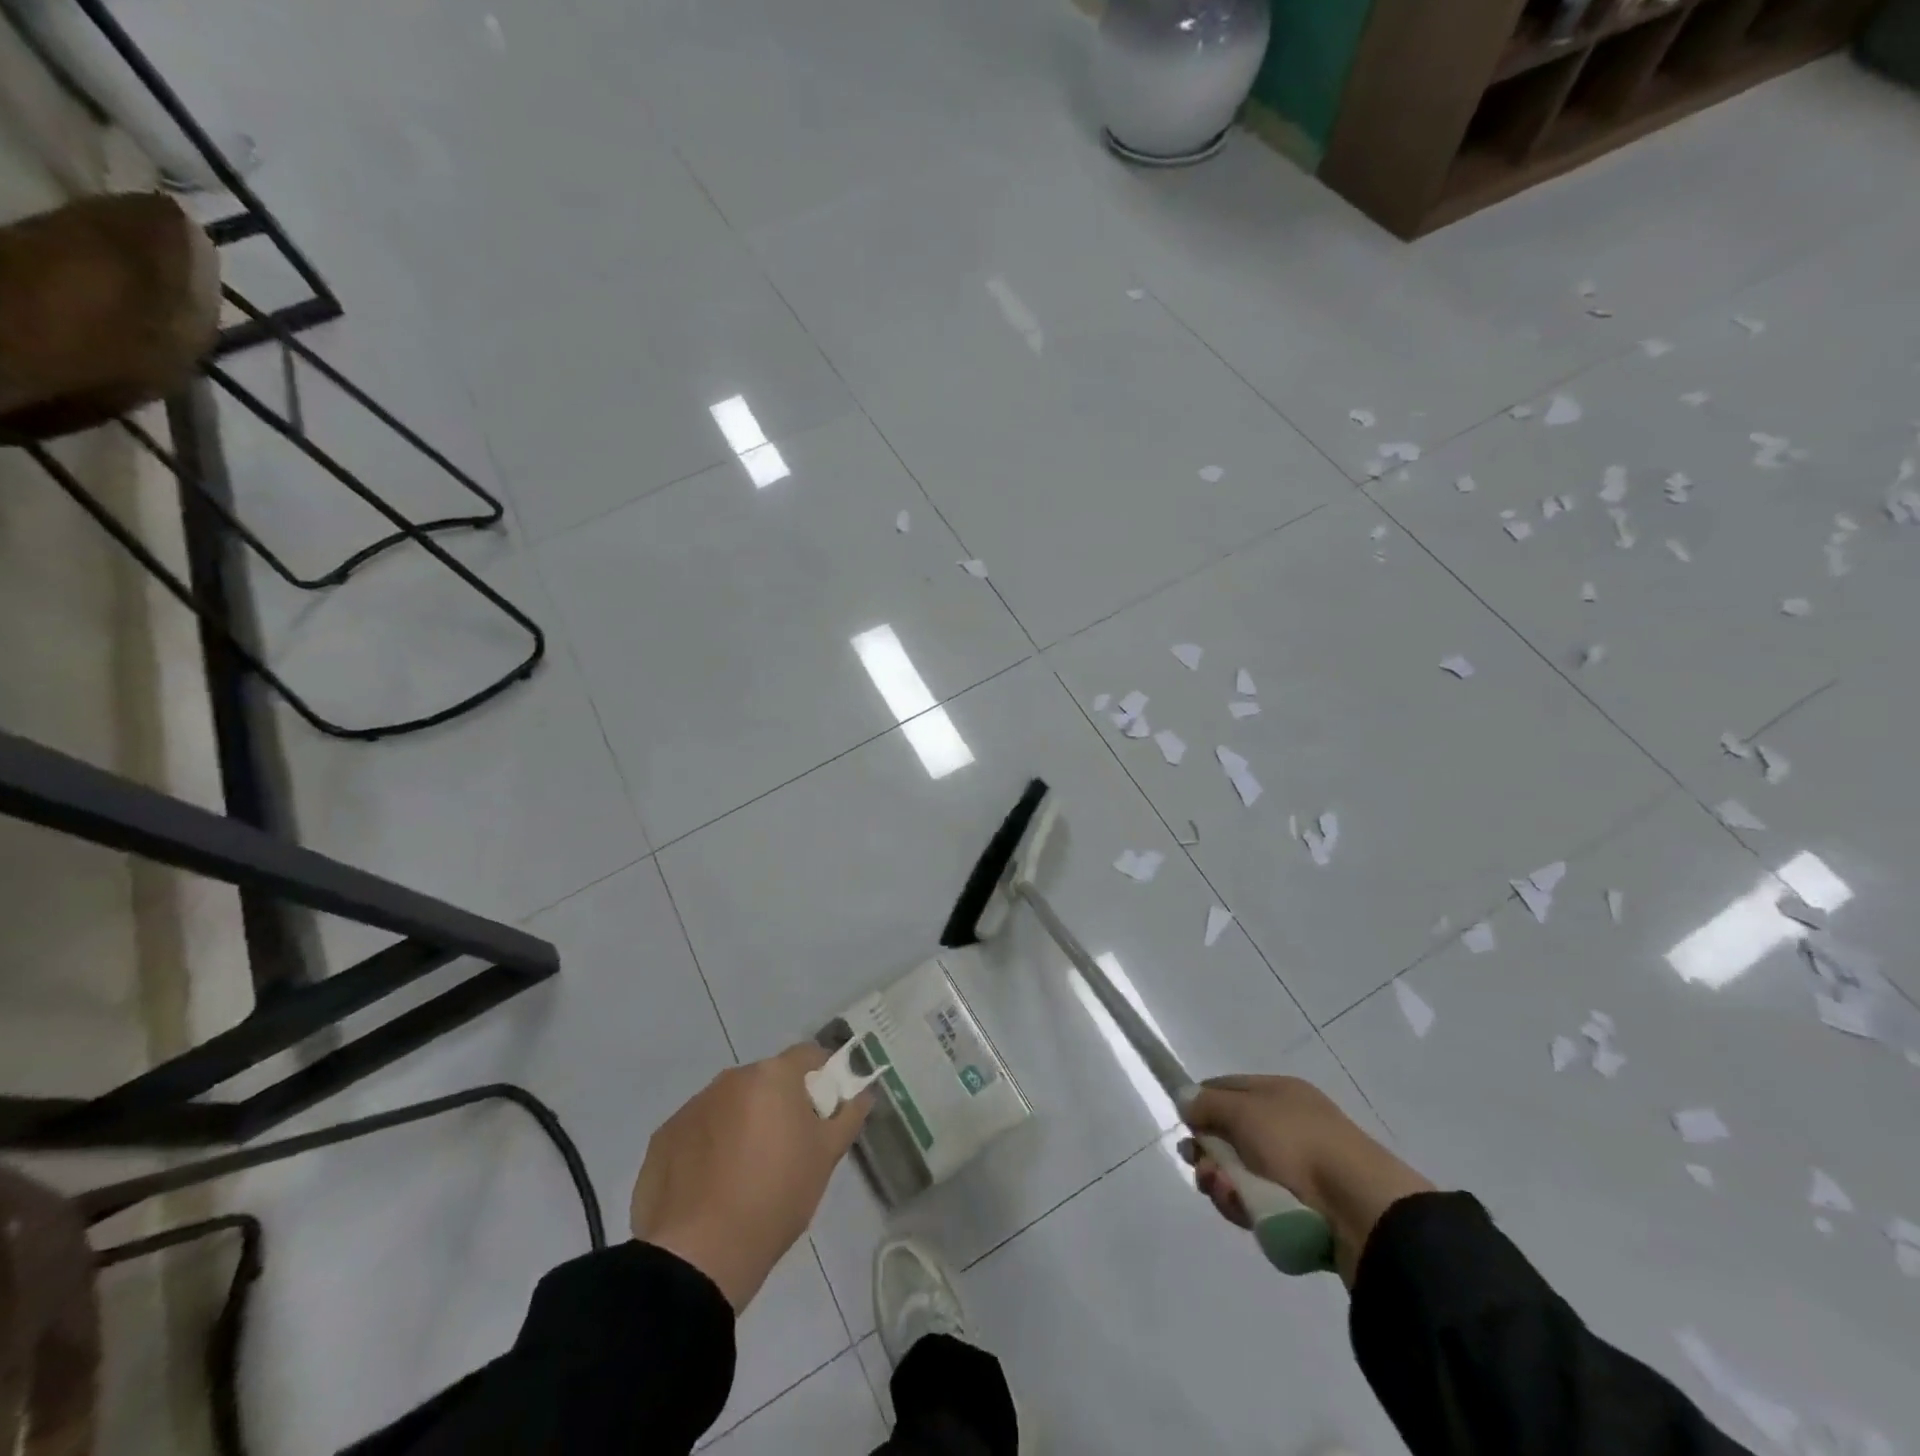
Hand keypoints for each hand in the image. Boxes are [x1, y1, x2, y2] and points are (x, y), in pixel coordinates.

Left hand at [631, 1044, 870, 1311]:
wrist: (698, 1255)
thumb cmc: (775, 1197)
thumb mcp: (825, 1157)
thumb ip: (848, 1116)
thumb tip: (864, 1092)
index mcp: (773, 1076)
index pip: (808, 1055)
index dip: (822, 1076)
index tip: (827, 1108)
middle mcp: (730, 1079)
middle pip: (766, 1080)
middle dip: (779, 1103)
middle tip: (789, 1147)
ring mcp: (692, 1106)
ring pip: (729, 1104)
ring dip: (742, 1123)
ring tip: (746, 1173)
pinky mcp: (663, 1138)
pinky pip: (698, 1131)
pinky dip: (709, 1146)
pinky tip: (713, 1186)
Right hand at [1180, 1074, 1433, 1284]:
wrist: (1363, 1210)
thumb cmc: (1297, 1145)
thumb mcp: (1243, 1112)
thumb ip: (1208, 1104)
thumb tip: (1184, 1098)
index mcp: (1279, 1092)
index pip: (1227, 1089)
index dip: (1201, 1105)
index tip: (1185, 1127)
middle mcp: (1288, 1125)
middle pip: (1231, 1136)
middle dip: (1209, 1155)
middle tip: (1202, 1171)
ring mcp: (1300, 1169)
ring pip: (1242, 1174)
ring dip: (1225, 1185)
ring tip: (1228, 1195)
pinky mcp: (1306, 1210)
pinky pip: (1262, 1205)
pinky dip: (1248, 1208)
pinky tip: (1247, 1214)